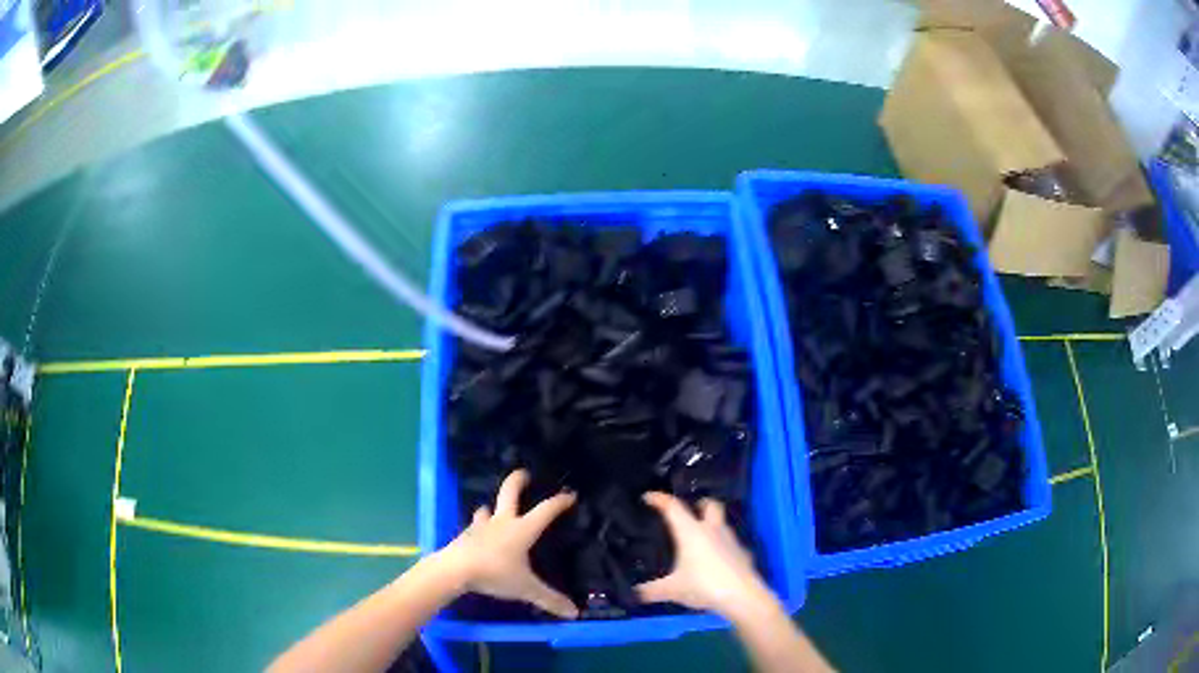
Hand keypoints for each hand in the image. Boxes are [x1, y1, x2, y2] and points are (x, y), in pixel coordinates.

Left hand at [436, 470, 578, 618]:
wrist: (454, 570)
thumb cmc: (494, 573)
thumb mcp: (525, 588)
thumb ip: (549, 599)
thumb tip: (574, 613)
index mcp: (521, 529)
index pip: (545, 510)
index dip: (559, 502)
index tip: (570, 494)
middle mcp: (502, 522)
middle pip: (509, 492)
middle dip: (518, 480)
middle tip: (524, 473)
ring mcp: (480, 527)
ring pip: (487, 509)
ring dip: (492, 508)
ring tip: (495, 511)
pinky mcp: (465, 535)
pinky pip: (474, 526)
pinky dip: (479, 527)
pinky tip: (479, 535)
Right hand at [635, 492, 775, 619]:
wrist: (742, 595)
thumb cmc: (704, 585)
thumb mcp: (672, 590)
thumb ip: (651, 591)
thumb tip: (634, 593)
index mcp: (691, 532)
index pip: (673, 507)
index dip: (660, 499)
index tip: (648, 496)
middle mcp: (712, 530)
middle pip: (710, 504)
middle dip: (699, 504)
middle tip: (689, 512)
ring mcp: (731, 540)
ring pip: (722, 523)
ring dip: (712, 526)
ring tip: (700, 540)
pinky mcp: (743, 553)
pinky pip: (731, 544)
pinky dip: (722, 547)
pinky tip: (716, 561)